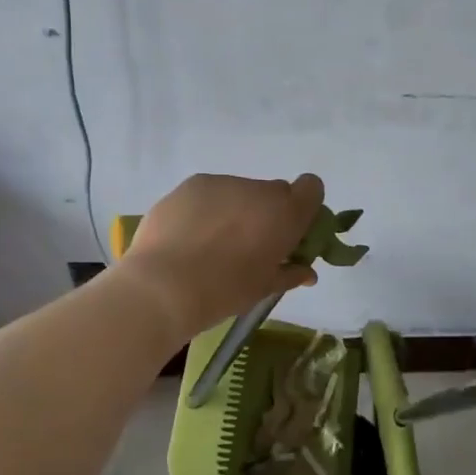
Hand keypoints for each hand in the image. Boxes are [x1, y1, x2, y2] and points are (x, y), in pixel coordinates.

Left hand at [119, 173, 325, 340]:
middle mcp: (258, 189)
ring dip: (236, 210)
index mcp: (285, 213)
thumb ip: (290, 273)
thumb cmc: (225, 291)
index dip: (304, 207)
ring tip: (212, 244)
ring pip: (240, 191)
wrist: (164, 286)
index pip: (312, 188)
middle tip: (250, 244)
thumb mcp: (265, 289)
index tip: (290, 232)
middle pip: (274, 192)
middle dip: (268, 213)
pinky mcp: (191, 185)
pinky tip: (189, 237)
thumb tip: (306, 272)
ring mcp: (222, 183)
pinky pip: (210, 194)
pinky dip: (207, 210)